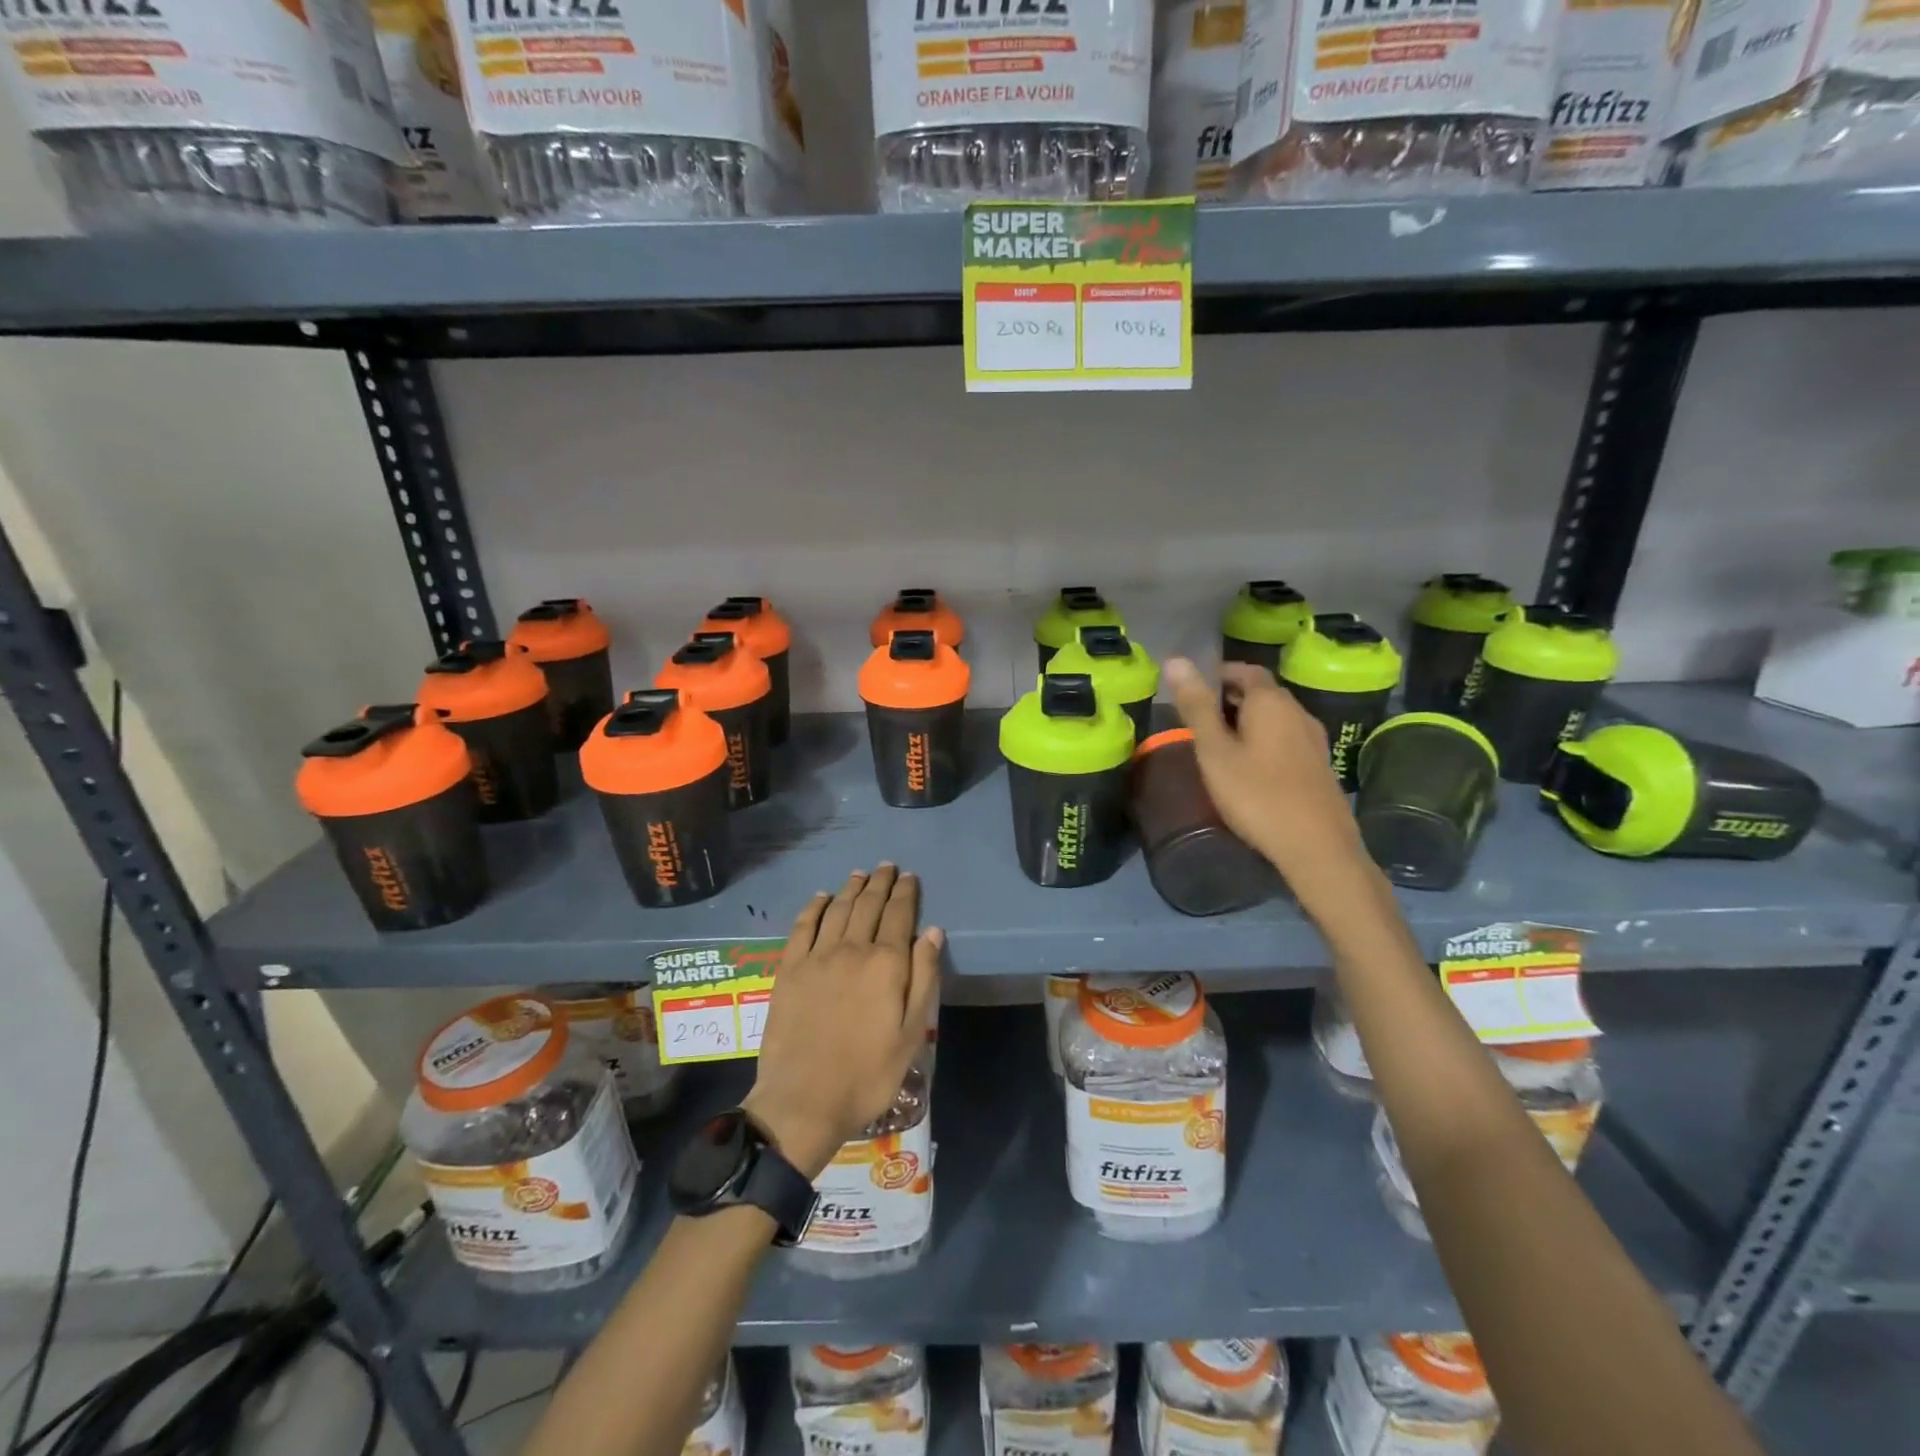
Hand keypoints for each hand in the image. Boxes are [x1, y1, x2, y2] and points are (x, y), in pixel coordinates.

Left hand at [742, 865, 941, 1179]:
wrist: (804, 1100)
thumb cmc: (868, 1074)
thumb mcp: (912, 1034)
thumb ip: (923, 978)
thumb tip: (932, 932)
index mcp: (886, 964)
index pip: (900, 915)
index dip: (906, 893)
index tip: (910, 876)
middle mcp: (852, 949)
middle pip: (868, 905)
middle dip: (881, 883)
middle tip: (887, 867)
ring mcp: (816, 957)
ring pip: (837, 910)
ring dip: (851, 888)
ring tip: (860, 875)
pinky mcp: (788, 969)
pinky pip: (802, 927)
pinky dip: (814, 908)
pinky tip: (821, 898)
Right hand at [1164, 657, 1367, 883]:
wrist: (1317, 848)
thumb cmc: (1257, 795)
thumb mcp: (1215, 751)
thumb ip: (1196, 707)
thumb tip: (1175, 659)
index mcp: (1271, 702)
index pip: (1244, 670)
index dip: (1217, 676)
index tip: (1191, 693)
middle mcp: (1298, 712)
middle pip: (1261, 693)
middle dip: (1229, 699)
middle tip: (1197, 722)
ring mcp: (1314, 740)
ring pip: (1274, 718)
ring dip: (1246, 723)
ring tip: (1218, 746)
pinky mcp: (1319, 766)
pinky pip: (1285, 740)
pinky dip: (1263, 742)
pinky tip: (1248, 769)